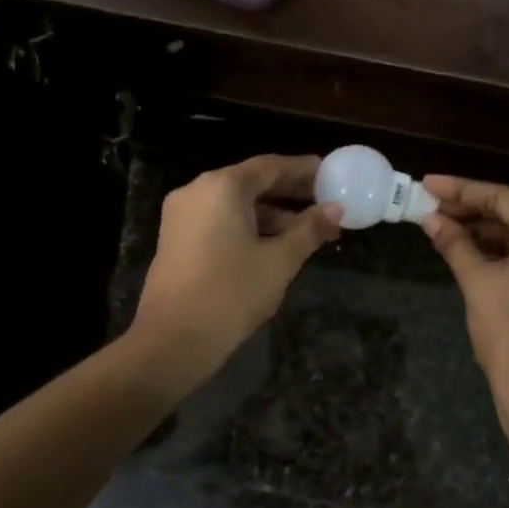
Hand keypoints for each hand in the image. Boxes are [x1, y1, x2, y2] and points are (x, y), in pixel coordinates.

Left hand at [131, 155, 341, 385]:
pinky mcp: (176, 239)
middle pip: (251, 182)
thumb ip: (309, 229)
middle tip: (325, 199)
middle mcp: (197, 191)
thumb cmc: (232, 293)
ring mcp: (182, 215)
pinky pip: (220, 220)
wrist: (173, 341)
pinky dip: (249, 225)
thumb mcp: (280, 260)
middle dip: (289, 192)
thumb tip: (335, 209)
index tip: (330, 173)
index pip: (270, 166)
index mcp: (222, 187)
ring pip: (235, 204)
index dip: (303, 169)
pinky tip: (276, 244)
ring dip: (272, 213)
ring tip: (309, 229)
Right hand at [420, 175, 508, 470]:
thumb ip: (455, 244)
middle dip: (474, 206)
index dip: (463, 189)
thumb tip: (430, 220)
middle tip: (433, 204)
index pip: (505, 197)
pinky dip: (499, 250)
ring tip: (443, 224)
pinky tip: (467, 249)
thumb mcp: (478, 281)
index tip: (429, 184)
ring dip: (485, 228)